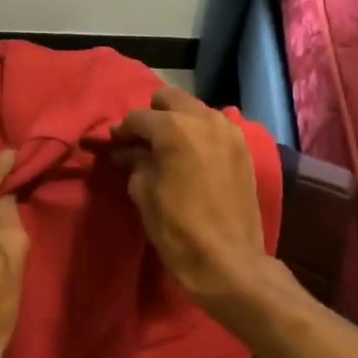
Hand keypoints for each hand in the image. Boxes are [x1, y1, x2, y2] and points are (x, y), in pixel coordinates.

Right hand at [112, 86, 270, 310]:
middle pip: (169, 98)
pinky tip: (192, 157)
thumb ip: (134, 162)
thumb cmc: (177, 227)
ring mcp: (229, 131)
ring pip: (195, 110)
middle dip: (152, 115)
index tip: (113, 144)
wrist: (228, 259)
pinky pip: (215, 127)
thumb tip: (126, 151)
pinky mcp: (243, 148)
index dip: (121, 131)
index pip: (138, 117)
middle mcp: (204, 118)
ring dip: (178, 122)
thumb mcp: (143, 193)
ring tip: (167, 149)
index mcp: (174, 127)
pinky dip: (200, 134)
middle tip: (141, 141)